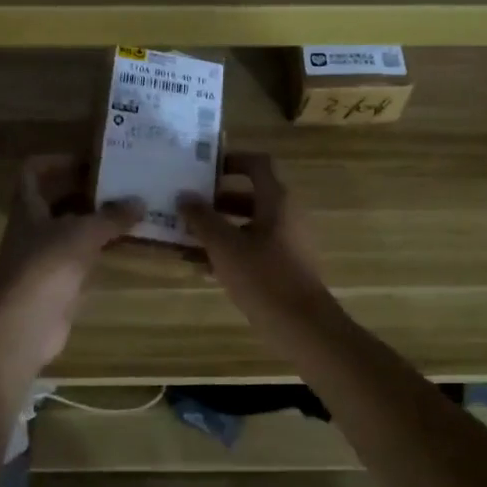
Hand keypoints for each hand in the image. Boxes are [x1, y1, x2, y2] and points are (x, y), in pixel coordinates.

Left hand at [0, 154, 139, 372]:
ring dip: (96, 220)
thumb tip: (140, 201)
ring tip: (130, 210)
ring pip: (71, 228)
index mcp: (28, 206)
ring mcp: (43, 256)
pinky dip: (99, 248)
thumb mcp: (84, 233)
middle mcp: (32, 227)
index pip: (34, 171)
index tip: (91, 161)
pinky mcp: (57, 282)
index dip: (58, 160)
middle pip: (57, 198)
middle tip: (121, 183)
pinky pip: (81, 256)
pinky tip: (124, 244)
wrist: (25, 324)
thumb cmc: (48, 265)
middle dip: (86, 189)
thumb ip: (112, 216)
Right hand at [178, 152, 336, 327]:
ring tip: (183, 236)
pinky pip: (251, 249)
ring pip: (246, 225)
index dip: (231, 159)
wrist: (303, 327)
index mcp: (276, 200)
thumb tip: (184, 196)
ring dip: (217, 228)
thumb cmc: (264, 277)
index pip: (257, 164)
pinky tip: (198, 266)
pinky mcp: (282, 267)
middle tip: (184, 203)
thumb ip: (202, 218)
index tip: (202, 167)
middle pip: (248, 195)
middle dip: (215, 200)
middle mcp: (284, 215)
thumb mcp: (225, 246)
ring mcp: (285, 242)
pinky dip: (228, 251)